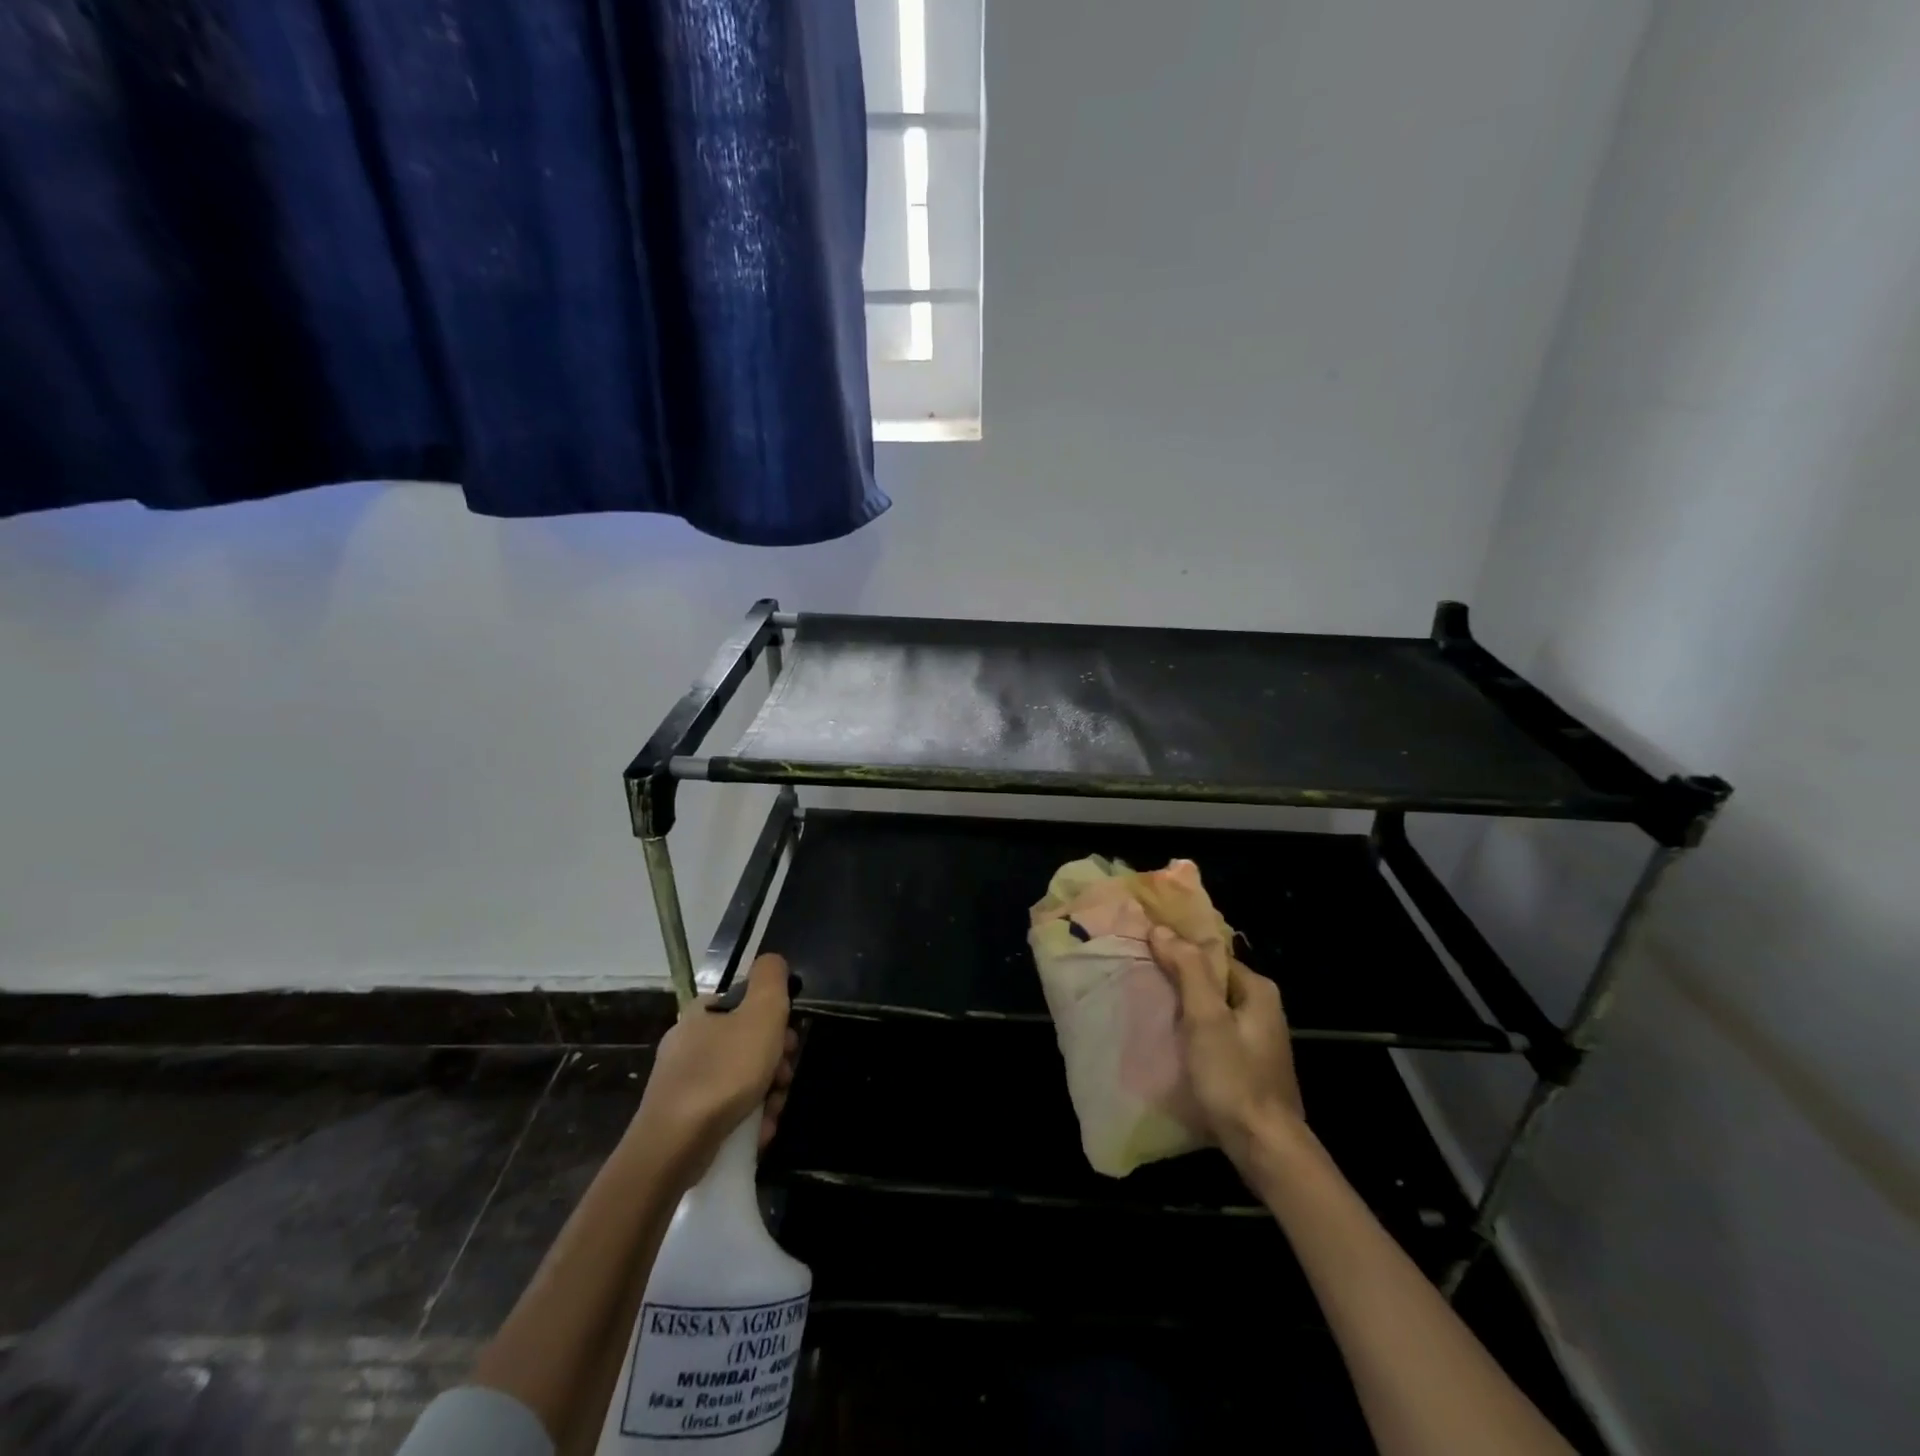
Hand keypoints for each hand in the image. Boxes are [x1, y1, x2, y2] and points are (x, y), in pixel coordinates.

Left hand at [631, 953, 799, 1171]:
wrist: (674, 1146)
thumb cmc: (724, 1072)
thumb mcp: (760, 1012)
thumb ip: (770, 979)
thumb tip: (773, 961)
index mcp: (702, 1013)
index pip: (746, 1005)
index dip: (774, 1022)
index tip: (787, 1044)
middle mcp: (688, 1044)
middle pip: (747, 1046)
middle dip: (774, 1065)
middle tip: (783, 1080)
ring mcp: (682, 1084)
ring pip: (740, 1081)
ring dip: (766, 1096)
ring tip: (772, 1113)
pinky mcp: (682, 1120)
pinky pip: (725, 1111)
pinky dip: (747, 1120)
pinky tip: (758, 1133)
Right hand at [1148, 925, 1303, 1165]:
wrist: (1264, 1147)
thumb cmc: (1234, 1076)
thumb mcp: (1206, 1018)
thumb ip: (1186, 970)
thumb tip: (1161, 929)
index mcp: (1258, 989)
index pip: (1210, 955)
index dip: (1178, 951)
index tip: (1144, 952)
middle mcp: (1262, 1008)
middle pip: (1211, 981)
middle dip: (1177, 979)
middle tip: (1139, 978)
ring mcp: (1257, 1039)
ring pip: (1211, 1009)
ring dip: (1182, 1007)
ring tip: (1146, 1005)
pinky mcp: (1248, 1065)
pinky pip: (1214, 1034)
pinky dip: (1192, 1031)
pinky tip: (1169, 1039)